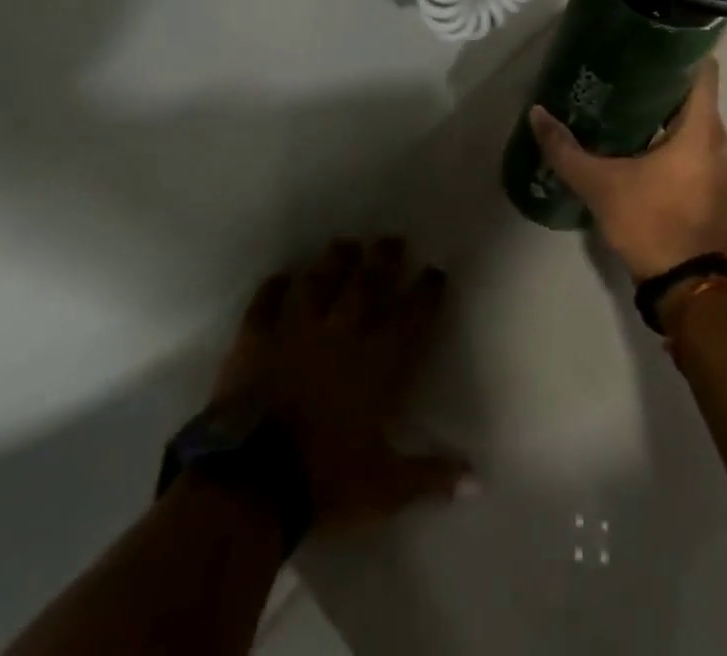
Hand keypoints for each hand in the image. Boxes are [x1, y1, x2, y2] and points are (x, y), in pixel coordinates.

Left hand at [215, 239, 471, 533]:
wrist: (248, 485)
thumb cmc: (324, 483)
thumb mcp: (385, 488)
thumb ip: (431, 476)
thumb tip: (478, 482)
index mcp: (379, 361)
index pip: (412, 314)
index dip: (426, 290)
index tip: (435, 271)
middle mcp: (342, 332)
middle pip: (367, 282)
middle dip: (383, 258)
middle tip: (391, 238)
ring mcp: (296, 330)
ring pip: (320, 281)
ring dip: (334, 261)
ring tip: (344, 244)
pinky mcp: (256, 339)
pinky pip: (266, 303)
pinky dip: (274, 288)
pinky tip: (282, 277)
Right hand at [528, 59, 726, 281]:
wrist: (688, 288)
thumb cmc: (650, 222)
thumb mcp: (600, 185)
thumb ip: (566, 149)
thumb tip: (536, 114)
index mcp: (702, 129)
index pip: (704, 70)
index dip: (680, 51)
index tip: (649, 44)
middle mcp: (722, 141)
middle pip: (696, 97)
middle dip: (662, 85)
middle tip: (624, 77)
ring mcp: (725, 168)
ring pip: (697, 126)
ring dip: (668, 118)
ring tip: (628, 110)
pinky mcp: (721, 190)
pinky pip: (700, 151)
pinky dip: (677, 144)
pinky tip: (644, 150)